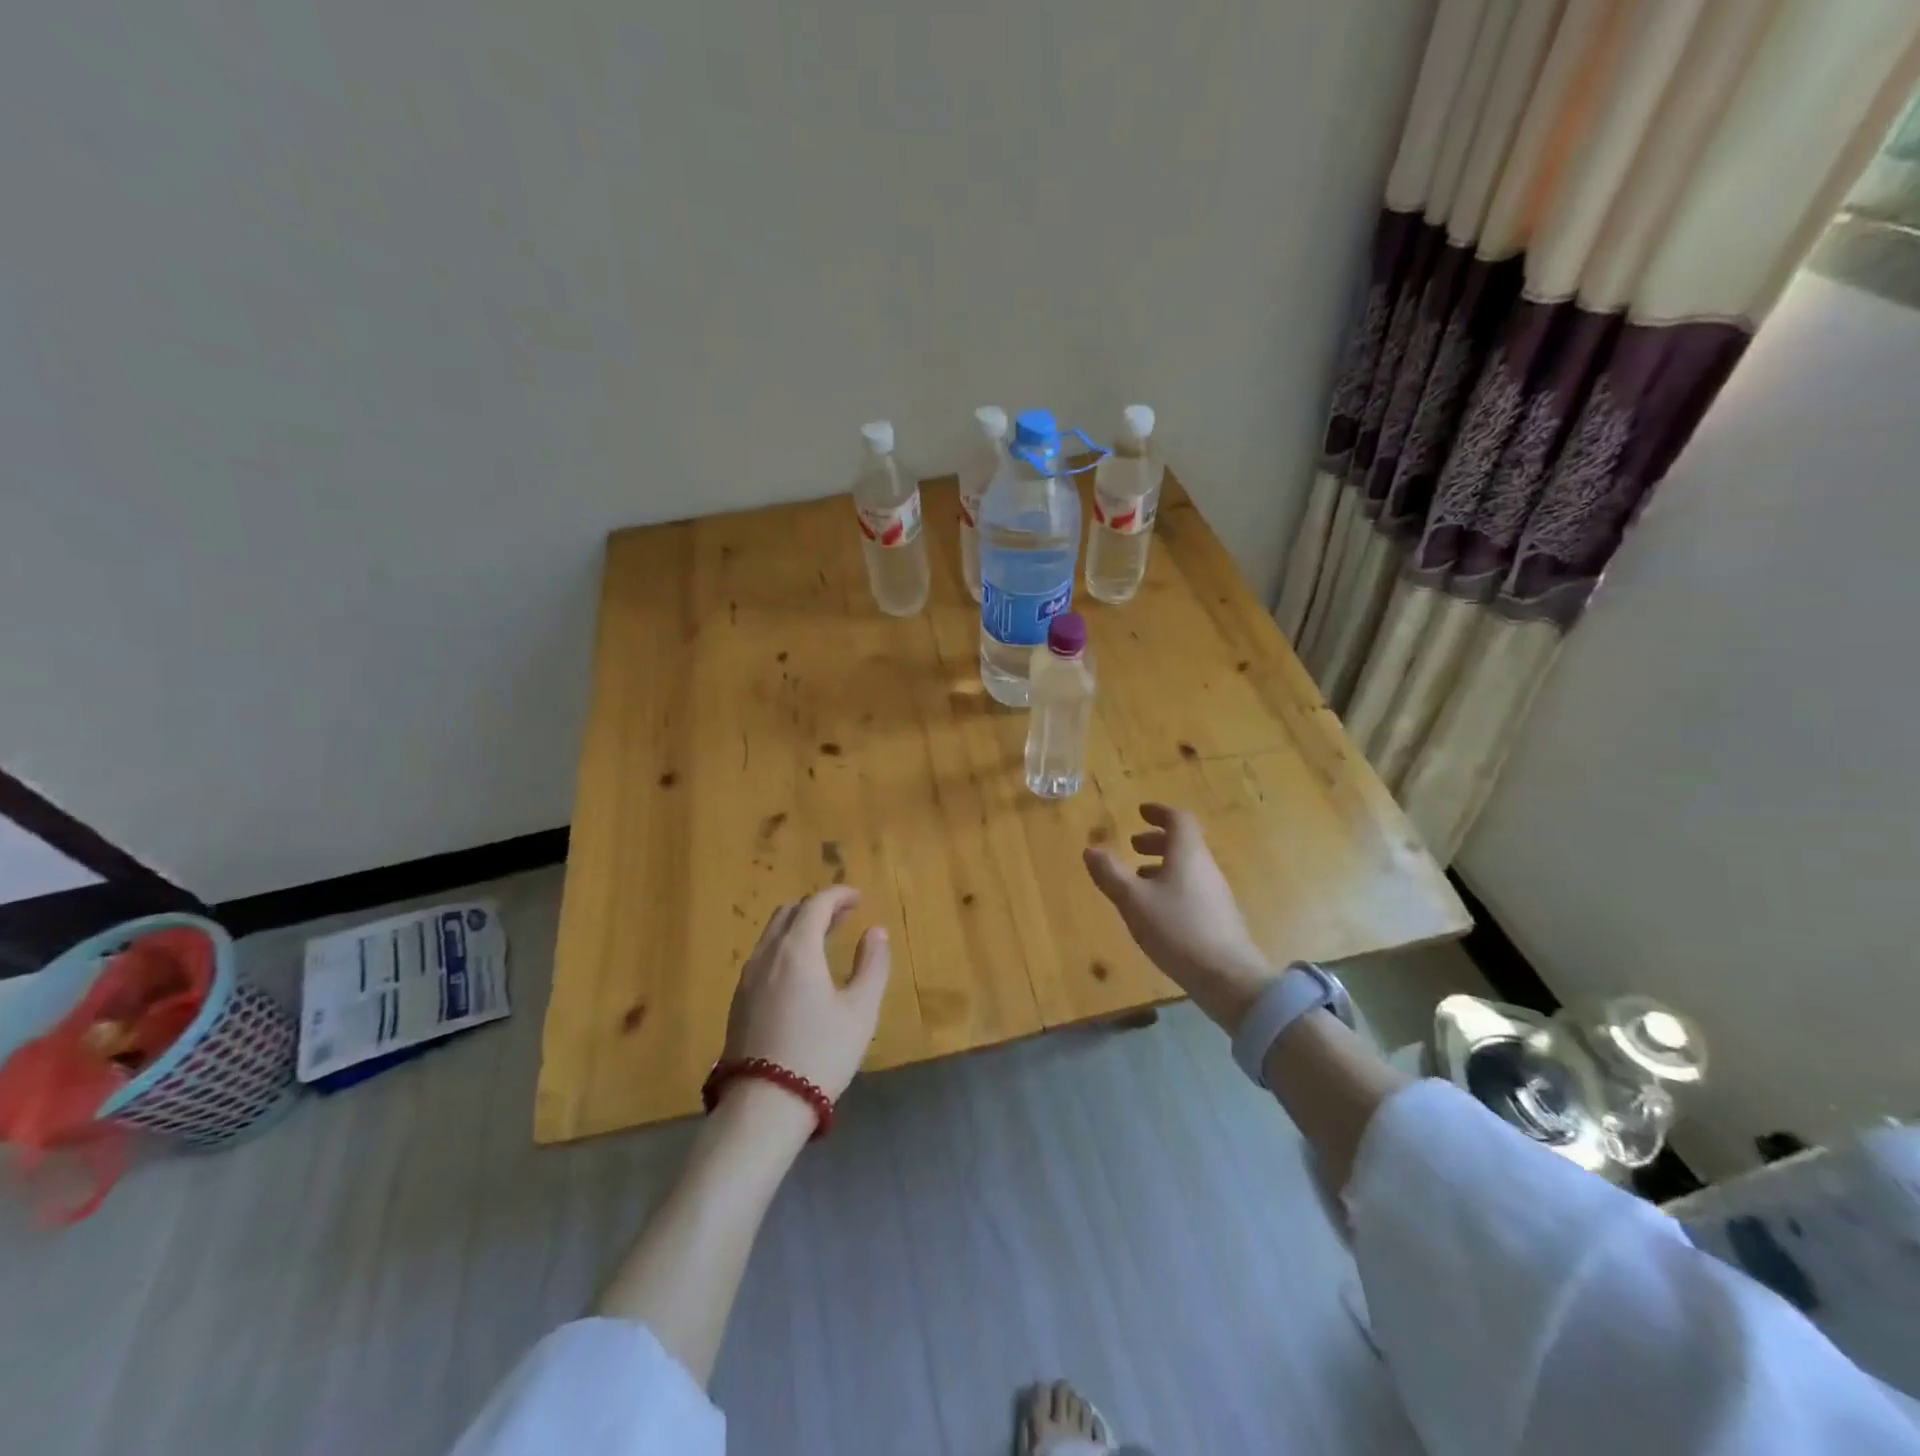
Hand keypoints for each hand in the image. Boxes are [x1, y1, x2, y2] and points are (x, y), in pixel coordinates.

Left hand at [721, 887, 890, 1104]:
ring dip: (799, 926)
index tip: (858, 897)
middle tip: (844, 915)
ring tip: (826, 938)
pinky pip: (764, 955)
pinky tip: (801, 969)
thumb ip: (872, 966)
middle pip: (789, 913)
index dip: (838, 895)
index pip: (816, 904)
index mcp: (797, 950)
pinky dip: (785, 946)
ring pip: (772, 934)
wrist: (764, 1106)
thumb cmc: (820, 1054)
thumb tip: (876, 932)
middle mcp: (767, 955)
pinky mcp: (739, 1000)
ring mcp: (748, 978)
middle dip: (817, 906)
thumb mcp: (860, 1011)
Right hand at [1084, 803, 1275, 1031]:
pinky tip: (1156, 910)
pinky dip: (1171, 886)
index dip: (1159, 812)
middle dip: (1157, 840)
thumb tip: (1091, 849)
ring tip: (1138, 878)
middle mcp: (1205, 867)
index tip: (1141, 812)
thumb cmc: (1176, 929)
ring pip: (1187, 867)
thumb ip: (1110, 874)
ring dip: (1162, 865)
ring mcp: (1215, 893)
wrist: (1227, 977)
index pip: (1179, 819)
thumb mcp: (1133, 900)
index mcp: (1188, 854)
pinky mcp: (1218, 917)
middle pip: (1184, 843)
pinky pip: (1192, 888)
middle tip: (1133, 845)